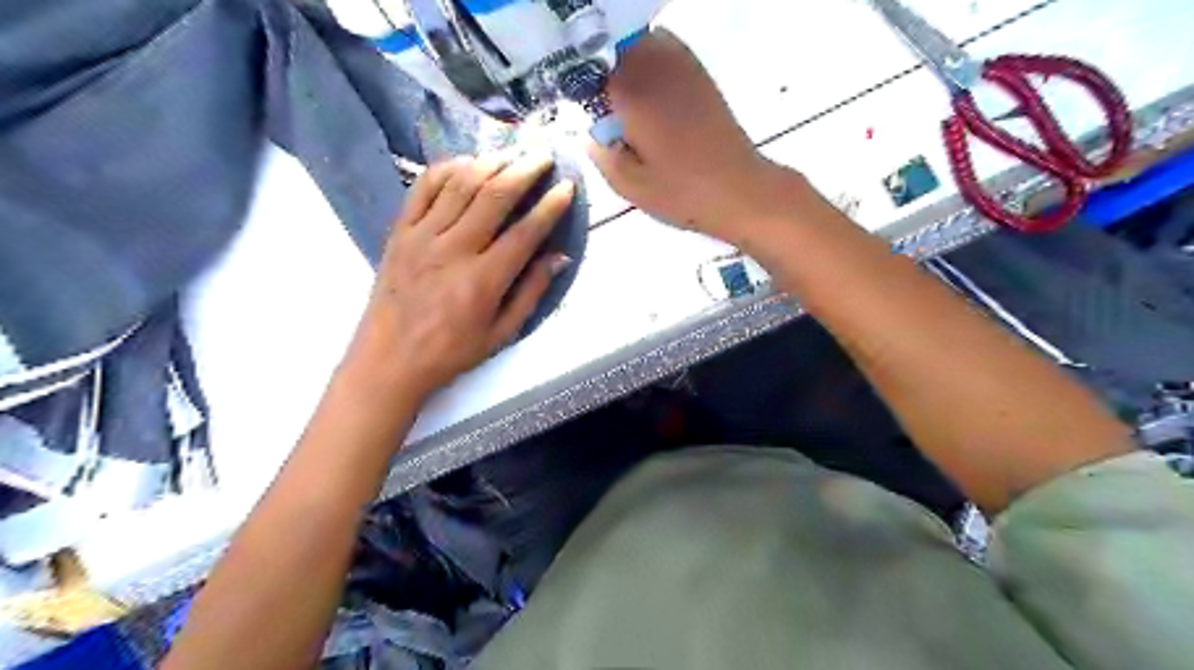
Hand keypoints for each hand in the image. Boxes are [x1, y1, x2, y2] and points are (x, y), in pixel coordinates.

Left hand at [343, 154, 576, 400]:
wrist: (390, 359)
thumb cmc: (451, 351)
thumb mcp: (502, 334)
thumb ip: (532, 293)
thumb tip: (559, 257)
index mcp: (483, 280)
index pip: (525, 232)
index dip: (550, 206)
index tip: (566, 187)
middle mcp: (453, 249)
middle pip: (494, 196)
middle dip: (524, 170)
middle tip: (543, 156)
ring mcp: (422, 236)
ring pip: (460, 184)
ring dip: (490, 162)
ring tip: (511, 152)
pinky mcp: (400, 231)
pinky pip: (423, 188)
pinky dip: (446, 169)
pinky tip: (466, 162)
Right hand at [587, 28, 801, 246]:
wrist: (739, 190)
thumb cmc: (682, 193)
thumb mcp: (629, 185)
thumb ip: (600, 154)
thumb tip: (591, 132)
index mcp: (632, 92)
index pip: (587, 65)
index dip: (574, 80)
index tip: (571, 102)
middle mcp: (654, 66)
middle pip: (611, 44)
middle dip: (596, 66)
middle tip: (592, 100)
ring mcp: (681, 65)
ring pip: (637, 41)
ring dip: (621, 58)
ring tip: (617, 94)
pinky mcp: (699, 74)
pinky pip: (663, 48)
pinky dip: (647, 59)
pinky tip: (645, 90)